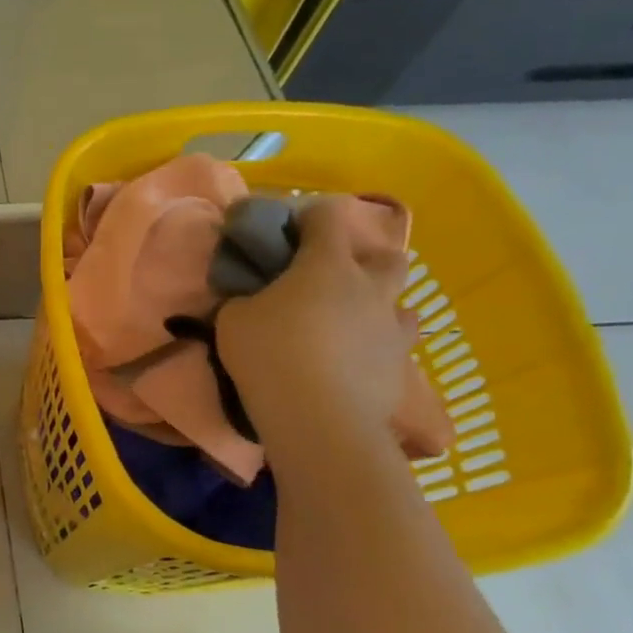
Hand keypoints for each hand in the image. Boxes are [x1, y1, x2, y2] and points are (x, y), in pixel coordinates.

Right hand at [214, 196, 416, 445]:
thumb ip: (244, 300)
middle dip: (365, 260)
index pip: (327, 217)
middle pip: (387, 256)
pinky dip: (375, 347)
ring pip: (400, 303)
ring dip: (377, 306)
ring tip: (349, 324)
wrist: (318, 417)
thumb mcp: (232, 321)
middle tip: (334, 279)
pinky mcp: (400, 366)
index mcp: (327, 265)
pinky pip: (394, 345)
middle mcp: (369, 287)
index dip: (310, 215)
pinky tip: (353, 362)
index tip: (291, 228)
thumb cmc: (269, 355)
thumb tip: (250, 300)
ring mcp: (392, 327)